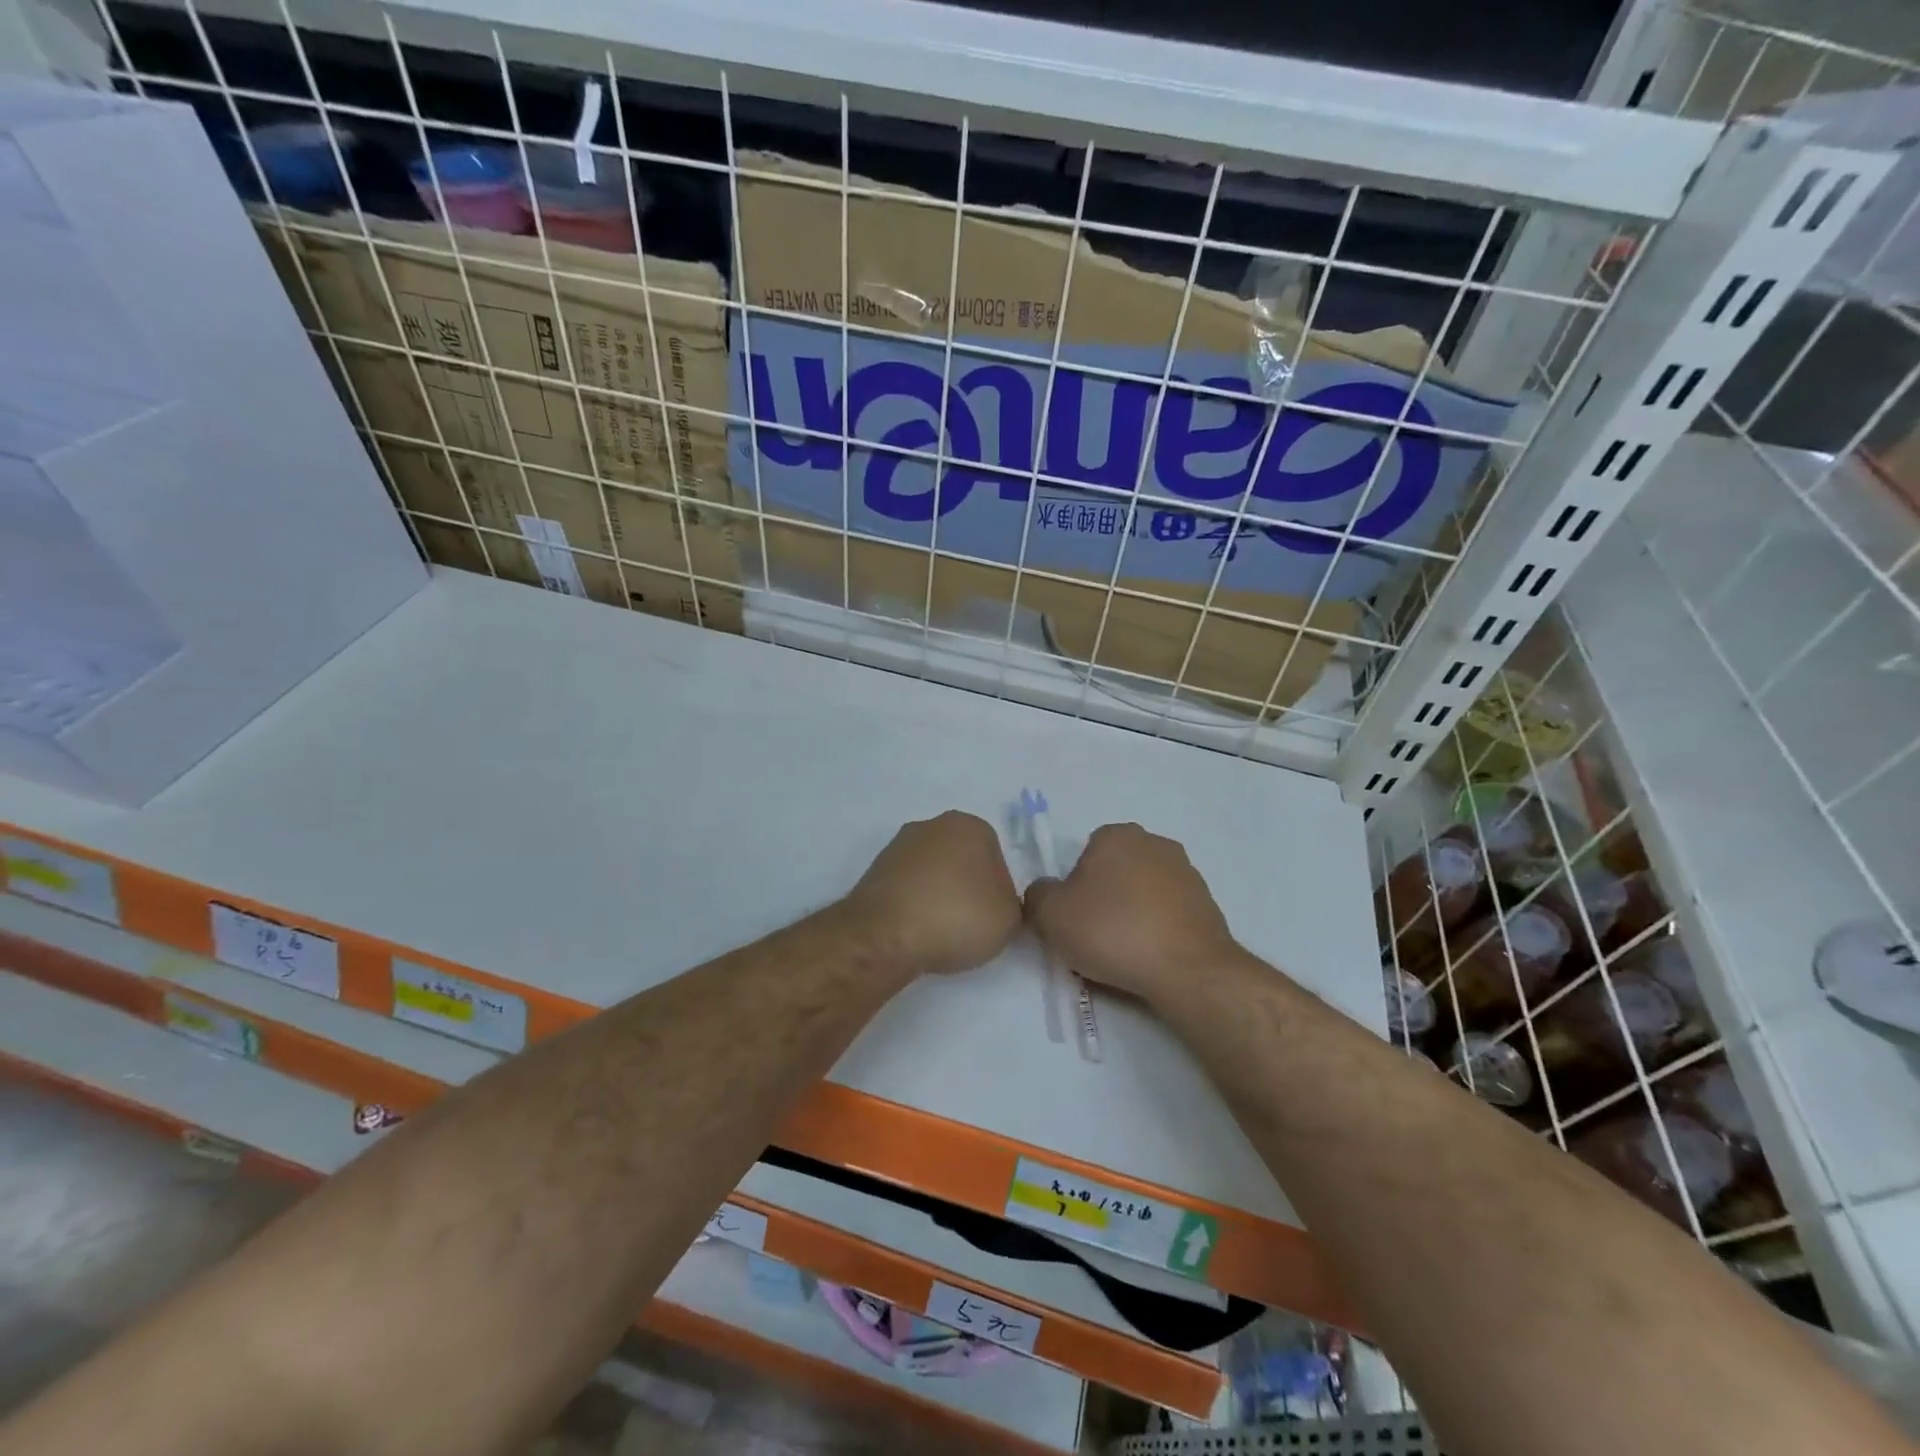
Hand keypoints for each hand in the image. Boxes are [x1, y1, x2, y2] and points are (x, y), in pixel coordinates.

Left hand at [844, 811, 1022, 976]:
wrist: (885, 935)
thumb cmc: (956, 917)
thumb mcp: (1009, 919)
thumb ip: (1013, 904)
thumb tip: (997, 903)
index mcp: (969, 825)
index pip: (995, 856)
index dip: (998, 890)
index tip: (992, 916)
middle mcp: (931, 825)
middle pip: (961, 860)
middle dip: (965, 887)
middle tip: (968, 923)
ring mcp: (898, 846)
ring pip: (931, 873)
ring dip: (937, 896)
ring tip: (939, 932)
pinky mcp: (873, 871)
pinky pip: (906, 888)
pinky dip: (912, 905)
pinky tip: (914, 930)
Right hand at [1024, 822, 1238, 1003]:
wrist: (1187, 969)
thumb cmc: (1113, 931)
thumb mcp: (1051, 914)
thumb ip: (1038, 895)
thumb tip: (1047, 892)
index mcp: (1117, 835)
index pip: (1086, 853)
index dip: (1075, 886)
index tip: (1074, 916)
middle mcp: (1155, 843)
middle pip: (1116, 871)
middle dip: (1106, 897)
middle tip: (1095, 935)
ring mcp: (1187, 873)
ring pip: (1143, 893)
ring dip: (1133, 914)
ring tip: (1124, 952)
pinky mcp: (1208, 905)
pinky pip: (1168, 914)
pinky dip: (1157, 930)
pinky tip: (1150, 957)